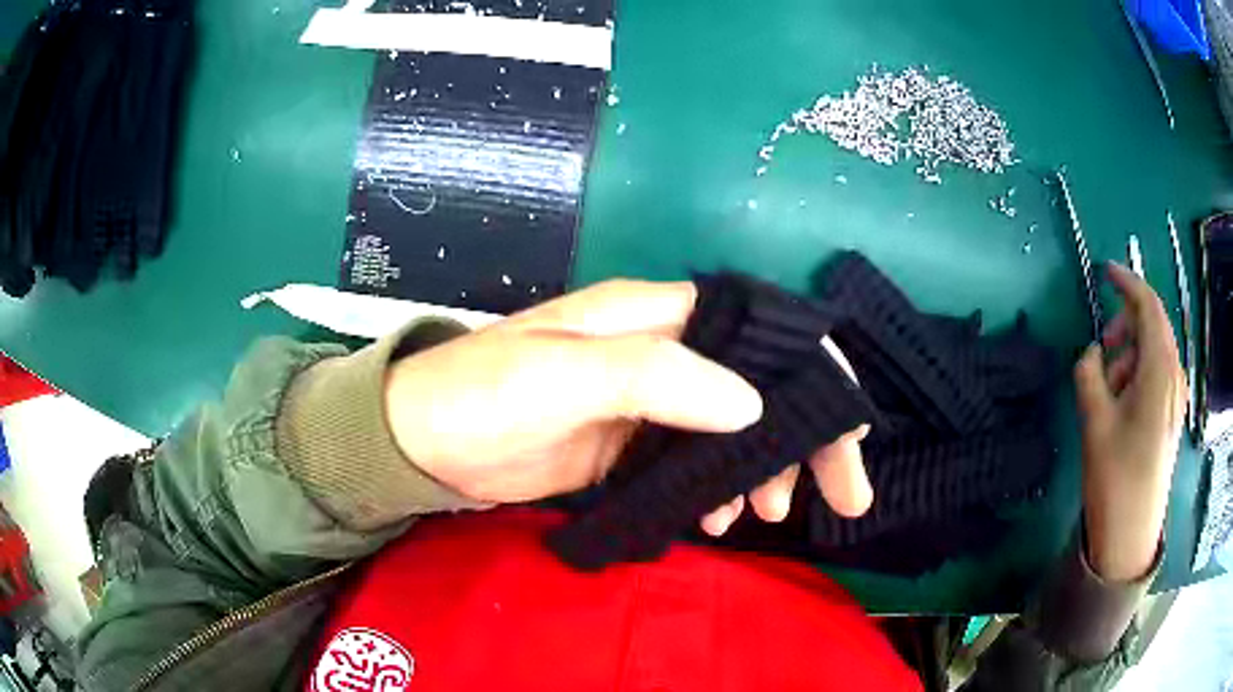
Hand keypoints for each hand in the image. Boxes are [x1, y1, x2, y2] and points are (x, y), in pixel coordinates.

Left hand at [383, 279, 872, 530]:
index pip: (759, 330)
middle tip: (845, 495)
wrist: (421, 441)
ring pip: (735, 430)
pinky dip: (718, 491)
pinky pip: (695, 466)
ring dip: (762, 470)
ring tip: (765, 515)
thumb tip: (751, 404)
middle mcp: (660, 353)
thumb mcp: (561, 377)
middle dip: (807, 436)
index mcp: (652, 316)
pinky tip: (717, 519)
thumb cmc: (479, 394)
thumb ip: (654, 378)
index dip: (813, 370)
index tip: (849, 427)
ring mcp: (647, 404)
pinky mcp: (629, 447)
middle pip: (760, 385)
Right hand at [1074, 262, 1186, 581]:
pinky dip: (1139, 372)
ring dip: (1131, 351)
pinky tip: (1122, 400)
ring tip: (1108, 382)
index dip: (1128, 282)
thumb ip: (1089, 374)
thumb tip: (1091, 353)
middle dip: (1127, 323)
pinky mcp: (1171, 416)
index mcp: (1159, 370)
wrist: (1131, 535)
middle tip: (1102, 346)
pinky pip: (1158, 374)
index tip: (1105, 271)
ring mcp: (1175, 398)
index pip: (1149, 306)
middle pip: (1154, 326)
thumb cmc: (1115, 478)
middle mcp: (1174, 376)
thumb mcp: (1095, 423)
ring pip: (1156, 351)